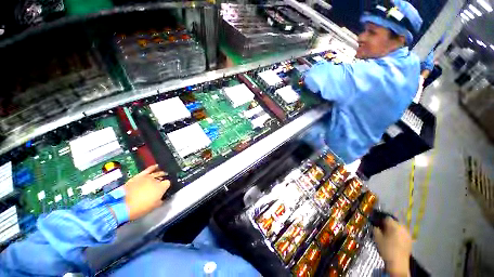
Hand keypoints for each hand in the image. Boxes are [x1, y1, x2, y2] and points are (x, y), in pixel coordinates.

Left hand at [124, 165, 170, 220]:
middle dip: (163, 179)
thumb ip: (161, 199)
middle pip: (163, 177)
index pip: (168, 183)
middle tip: (161, 184)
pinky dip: (153, 167)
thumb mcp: (155, 206)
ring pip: (157, 173)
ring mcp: (147, 177)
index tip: (165, 189)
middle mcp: (156, 180)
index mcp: (161, 187)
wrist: (122, 206)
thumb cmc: (140, 208)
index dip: (167, 186)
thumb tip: (162, 196)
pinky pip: (148, 169)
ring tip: (161, 174)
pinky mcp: (139, 176)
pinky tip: (156, 166)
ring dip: (160, 174)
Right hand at [373, 218, 411, 276]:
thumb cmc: (387, 249)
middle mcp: (403, 228)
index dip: (381, 221)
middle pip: (394, 223)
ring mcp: (408, 234)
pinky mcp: (410, 240)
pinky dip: (399, 235)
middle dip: (389, 226)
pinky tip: (396, 241)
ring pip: (399, 228)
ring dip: (395, 230)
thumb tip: (375, 226)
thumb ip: (375, 229)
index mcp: (394, 225)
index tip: (378, 225)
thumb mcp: (377, 238)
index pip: (387, 218)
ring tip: (390, 236)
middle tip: (384, 231)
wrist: (398, 262)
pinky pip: (403, 234)